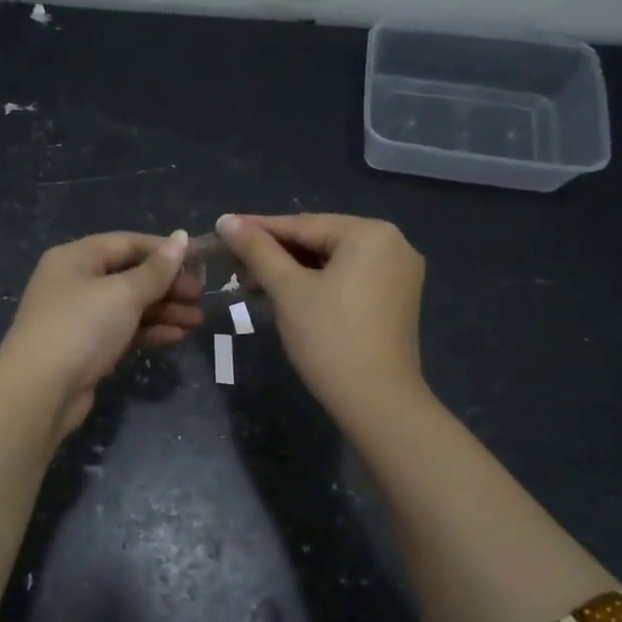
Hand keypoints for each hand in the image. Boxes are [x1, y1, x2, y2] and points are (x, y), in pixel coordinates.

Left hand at [0, 230, 202, 435]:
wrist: (40, 391)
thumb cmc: (81, 328)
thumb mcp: (123, 293)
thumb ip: (156, 269)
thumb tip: (181, 237)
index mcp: (76, 257)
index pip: (127, 243)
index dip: (164, 250)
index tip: (200, 262)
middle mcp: (75, 281)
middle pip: (130, 275)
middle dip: (167, 285)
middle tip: (200, 297)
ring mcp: (80, 316)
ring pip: (129, 305)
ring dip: (164, 310)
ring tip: (197, 321)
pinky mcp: (87, 347)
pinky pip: (123, 330)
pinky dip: (149, 331)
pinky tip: (176, 336)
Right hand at [216, 212, 426, 416]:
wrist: (376, 401)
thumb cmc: (329, 337)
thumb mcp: (287, 290)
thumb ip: (257, 250)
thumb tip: (226, 220)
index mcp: (371, 233)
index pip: (302, 224)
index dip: (257, 228)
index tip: (223, 229)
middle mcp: (393, 244)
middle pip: (319, 240)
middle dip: (275, 253)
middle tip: (234, 263)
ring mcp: (398, 274)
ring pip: (332, 261)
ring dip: (292, 270)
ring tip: (252, 281)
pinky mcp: (396, 300)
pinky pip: (348, 279)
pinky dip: (317, 284)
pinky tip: (286, 294)